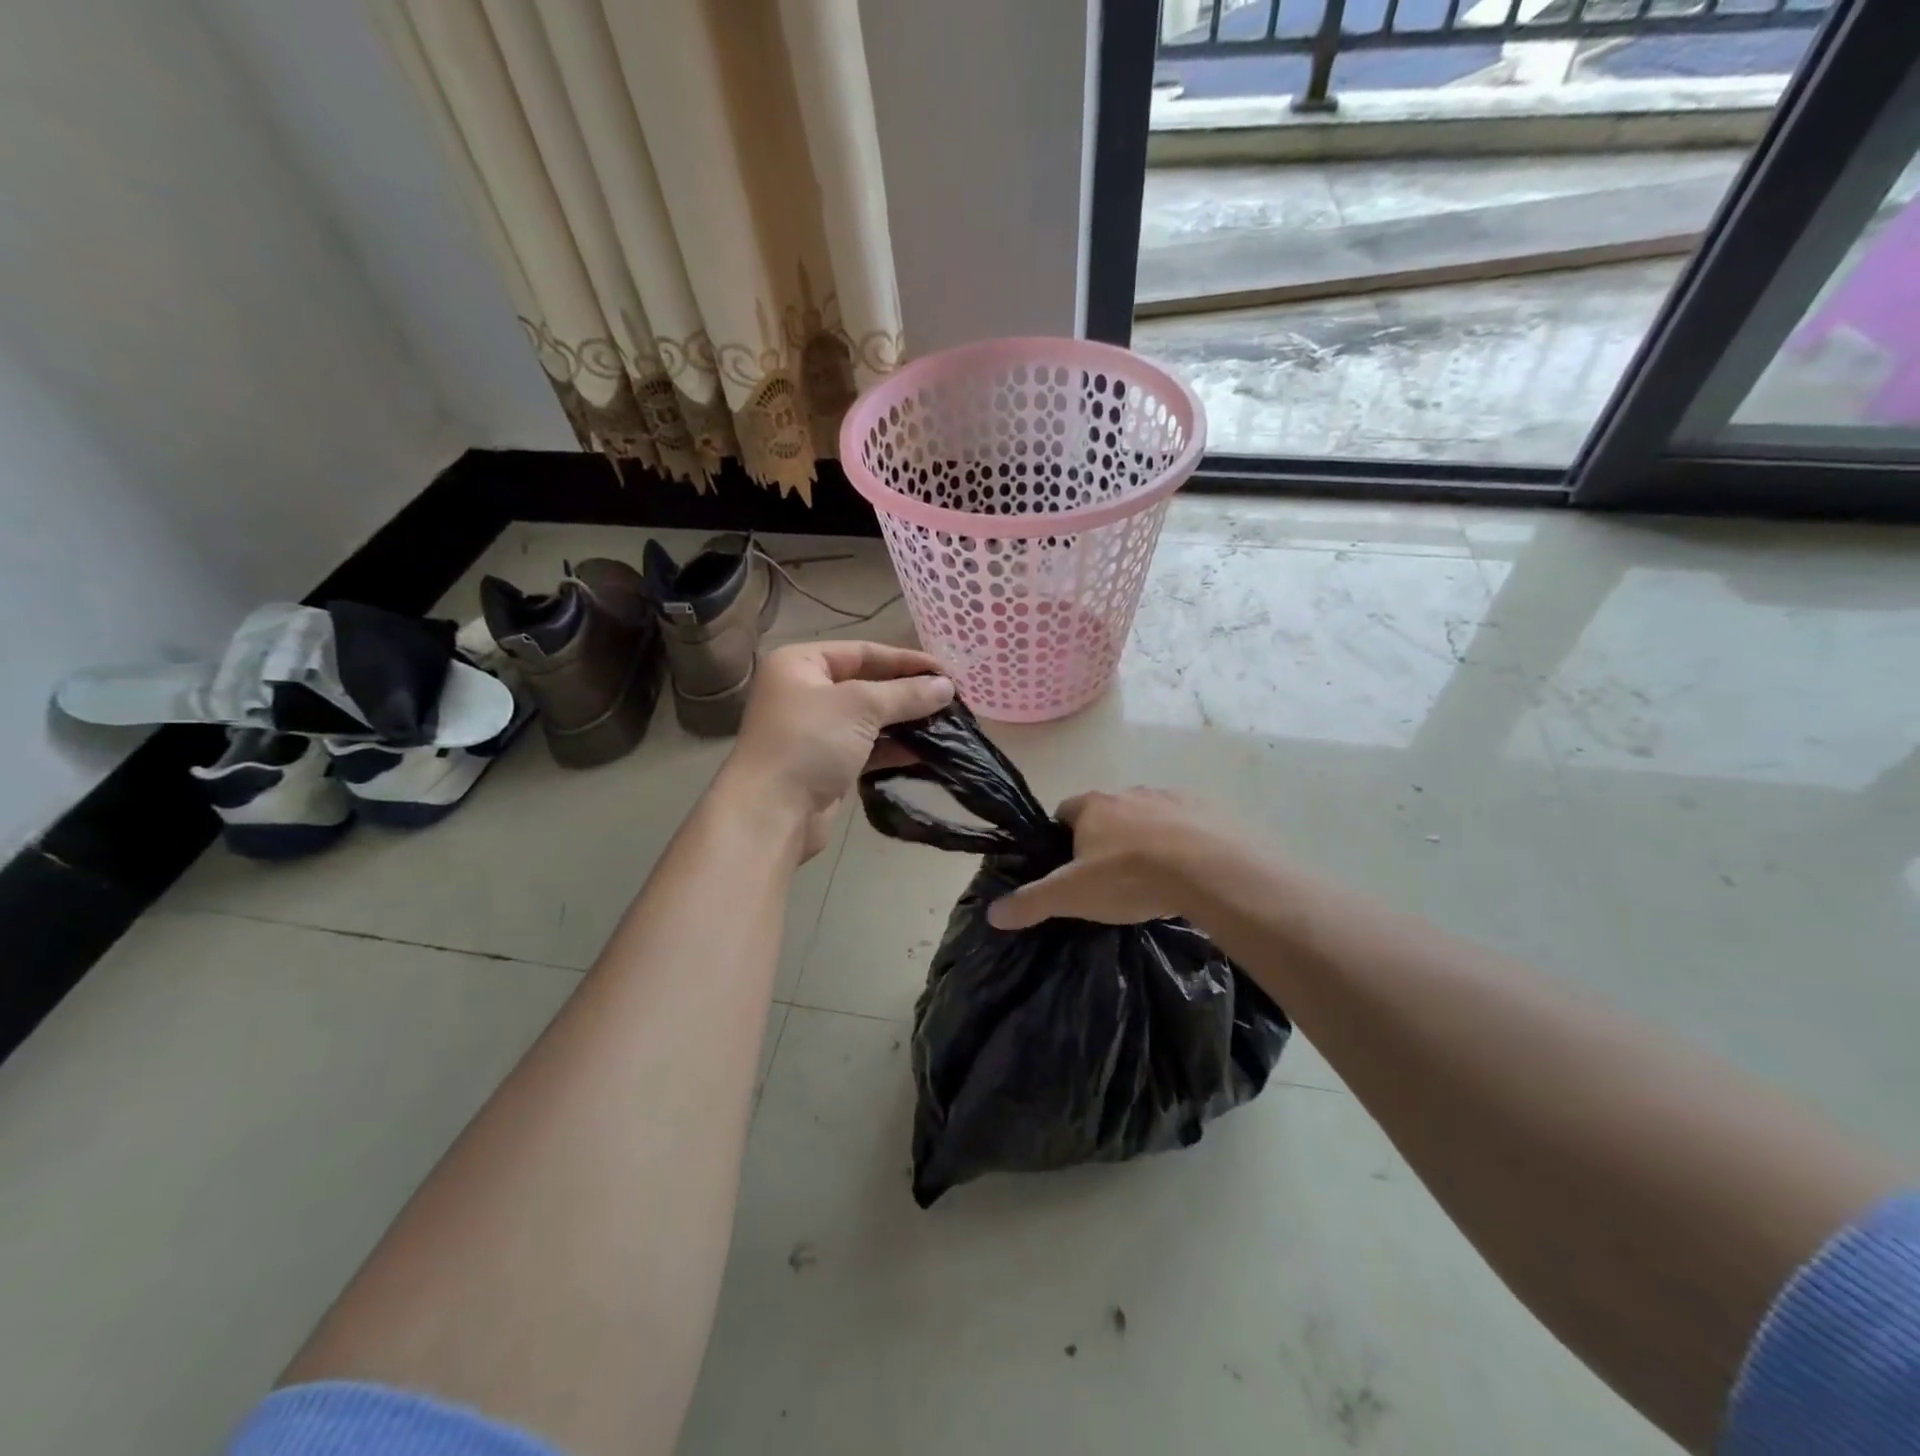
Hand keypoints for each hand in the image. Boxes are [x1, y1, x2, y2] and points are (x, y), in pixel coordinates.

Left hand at [722, 641, 953, 859]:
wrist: (771, 814)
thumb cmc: (810, 743)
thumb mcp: (861, 707)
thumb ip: (906, 694)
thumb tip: (947, 687)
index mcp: (801, 664)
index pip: (862, 652)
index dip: (905, 660)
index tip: (946, 672)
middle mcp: (804, 692)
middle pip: (866, 684)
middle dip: (908, 693)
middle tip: (951, 699)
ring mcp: (814, 731)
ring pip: (868, 719)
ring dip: (905, 722)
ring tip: (946, 725)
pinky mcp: (826, 765)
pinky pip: (866, 748)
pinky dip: (893, 749)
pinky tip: (925, 752)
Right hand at [987, 788, 1214, 929]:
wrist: (1209, 870)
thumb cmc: (1129, 877)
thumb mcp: (1071, 896)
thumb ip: (1031, 902)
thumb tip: (992, 913)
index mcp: (1092, 806)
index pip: (1065, 813)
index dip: (1062, 838)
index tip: (1069, 867)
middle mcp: (1127, 792)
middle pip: (1106, 813)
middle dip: (1104, 839)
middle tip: (1109, 879)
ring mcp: (1169, 798)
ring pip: (1146, 817)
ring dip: (1143, 839)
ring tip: (1151, 878)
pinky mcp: (1206, 810)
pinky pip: (1184, 824)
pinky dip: (1180, 842)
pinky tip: (1185, 872)